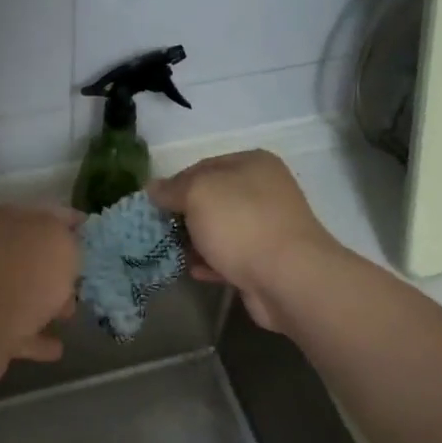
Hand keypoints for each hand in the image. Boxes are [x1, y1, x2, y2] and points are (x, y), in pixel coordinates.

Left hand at [0, 205, 81, 388]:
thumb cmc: (24, 277)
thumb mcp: (58, 242)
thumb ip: (67, 236)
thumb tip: (65, 241)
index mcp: (8, 220)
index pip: (49, 212)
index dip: (73, 221)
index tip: (91, 234)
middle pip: (33, 255)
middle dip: (59, 268)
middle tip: (81, 279)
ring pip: (25, 291)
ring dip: (48, 302)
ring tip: (70, 315)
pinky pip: (19, 329)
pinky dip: (36, 337)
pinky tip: (56, 347)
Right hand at [149, 151, 337, 329]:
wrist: (288, 278)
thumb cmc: (241, 225)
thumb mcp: (198, 194)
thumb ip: (173, 188)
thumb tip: (153, 187)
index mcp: (252, 164)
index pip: (202, 166)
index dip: (174, 184)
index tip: (153, 206)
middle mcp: (263, 190)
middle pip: (212, 199)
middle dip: (184, 215)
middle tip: (158, 231)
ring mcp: (267, 226)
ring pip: (220, 229)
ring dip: (195, 241)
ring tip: (170, 253)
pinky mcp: (266, 260)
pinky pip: (230, 257)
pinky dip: (211, 262)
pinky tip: (194, 270)